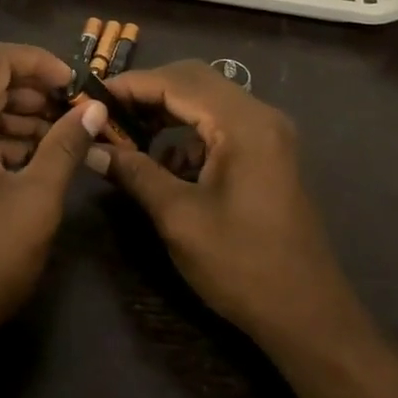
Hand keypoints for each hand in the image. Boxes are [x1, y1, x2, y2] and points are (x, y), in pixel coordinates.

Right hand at [96, 61, 363, 351]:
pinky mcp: (267, 154)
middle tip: (105, 112)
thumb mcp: (179, 218)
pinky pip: (219, 126)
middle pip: (193, 81)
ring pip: (205, 101)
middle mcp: (260, 116)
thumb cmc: (242, 265)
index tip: (89, 97)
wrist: (308, 316)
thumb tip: (90, 148)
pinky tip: (162, 163)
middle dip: (146, 93)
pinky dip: (186, 134)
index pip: (177, 81)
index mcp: (244, 124)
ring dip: (165, 111)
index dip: (130, 85)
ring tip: (125, 134)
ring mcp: (267, 135)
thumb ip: (135, 173)